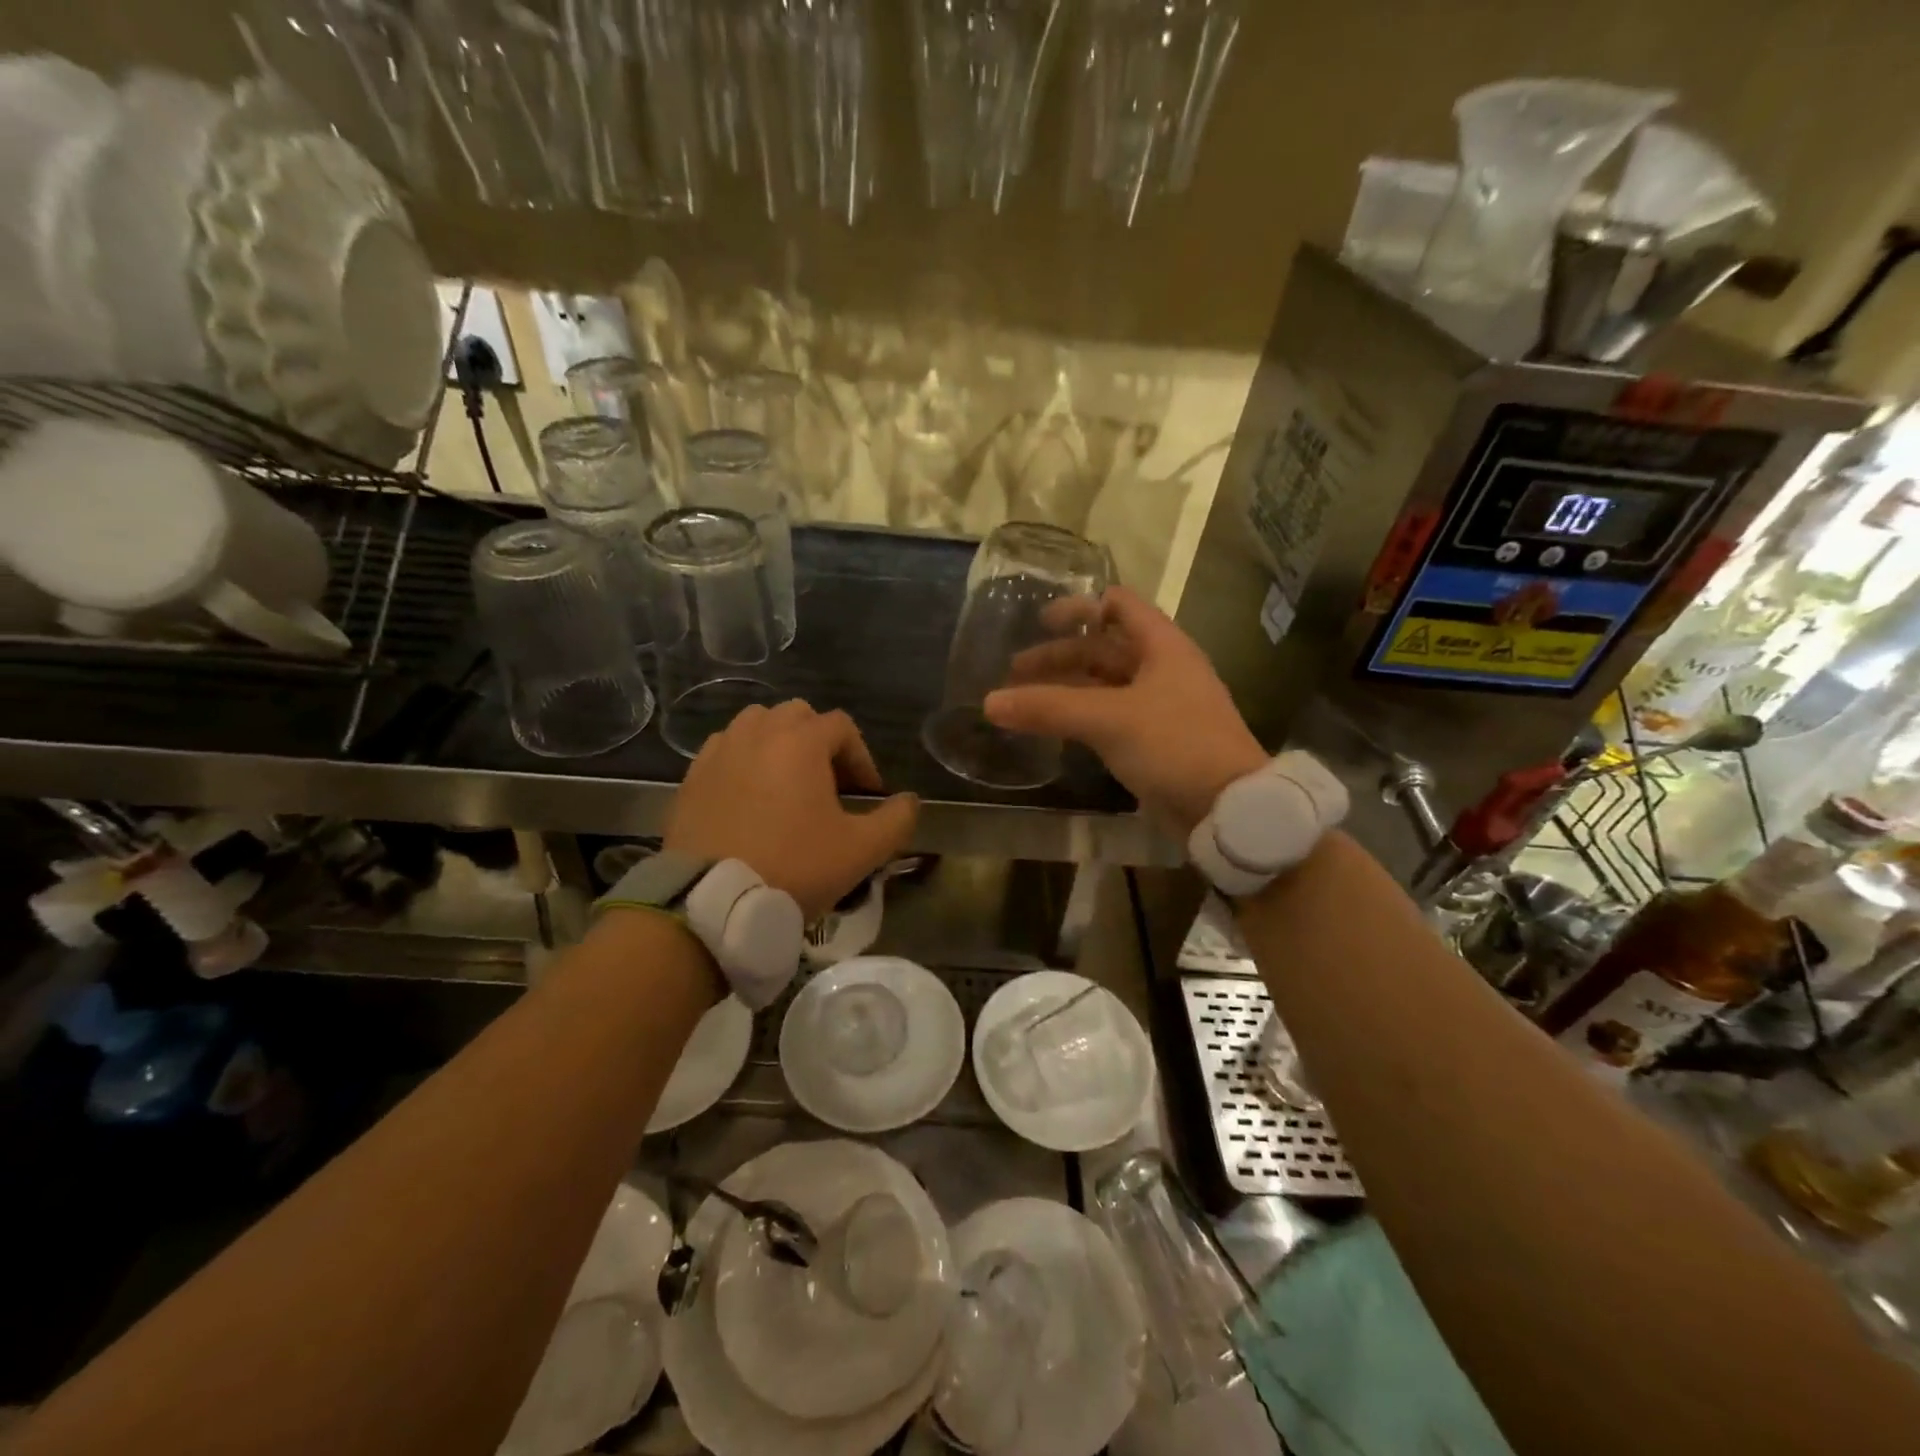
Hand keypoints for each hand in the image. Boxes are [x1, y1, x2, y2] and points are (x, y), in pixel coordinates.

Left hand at [663, 701, 919, 920]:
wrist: (711, 903)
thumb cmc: (793, 868)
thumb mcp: (861, 851)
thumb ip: (896, 820)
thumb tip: (909, 801)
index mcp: (800, 742)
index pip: (841, 726)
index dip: (861, 757)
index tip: (866, 794)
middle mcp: (758, 733)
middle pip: (798, 716)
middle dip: (820, 742)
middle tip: (829, 784)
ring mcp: (719, 752)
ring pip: (756, 725)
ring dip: (779, 744)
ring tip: (787, 785)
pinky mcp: (692, 777)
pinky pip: (725, 750)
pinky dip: (744, 760)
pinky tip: (750, 797)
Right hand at [983, 586, 1266, 839]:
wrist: (1227, 807)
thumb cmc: (1175, 745)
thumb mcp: (1109, 720)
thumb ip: (1049, 708)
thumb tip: (990, 703)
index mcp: (1162, 646)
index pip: (1119, 605)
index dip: (1080, 607)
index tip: (1039, 621)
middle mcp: (1162, 669)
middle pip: (1103, 649)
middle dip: (1060, 656)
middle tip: (1015, 672)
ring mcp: (1159, 706)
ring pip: (1104, 685)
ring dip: (1066, 688)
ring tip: (1024, 700)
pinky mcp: (1153, 741)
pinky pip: (1108, 717)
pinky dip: (1079, 716)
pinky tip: (1052, 728)